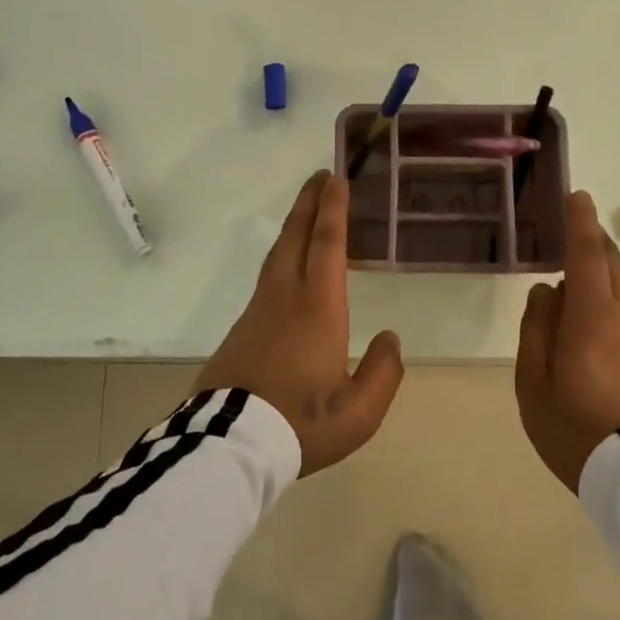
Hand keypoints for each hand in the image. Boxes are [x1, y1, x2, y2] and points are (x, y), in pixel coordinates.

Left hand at [195, 171, 403, 476]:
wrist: (230, 443)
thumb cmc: (301, 423)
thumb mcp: (359, 411)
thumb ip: (383, 373)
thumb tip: (390, 338)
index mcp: (318, 308)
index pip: (326, 244)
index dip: (332, 209)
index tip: (336, 179)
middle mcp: (285, 297)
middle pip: (296, 237)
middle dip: (309, 203)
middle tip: (320, 176)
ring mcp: (258, 310)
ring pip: (277, 254)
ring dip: (293, 226)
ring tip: (305, 211)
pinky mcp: (242, 328)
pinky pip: (267, 277)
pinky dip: (282, 255)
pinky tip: (287, 266)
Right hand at [515, 191, 619, 493]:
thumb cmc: (574, 427)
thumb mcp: (534, 381)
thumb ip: (536, 329)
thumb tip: (546, 291)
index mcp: (591, 316)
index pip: (586, 255)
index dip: (580, 223)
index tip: (578, 196)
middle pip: (610, 265)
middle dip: (593, 240)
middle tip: (574, 227)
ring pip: (618, 291)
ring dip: (598, 273)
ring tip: (570, 277)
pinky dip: (604, 301)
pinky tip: (586, 322)